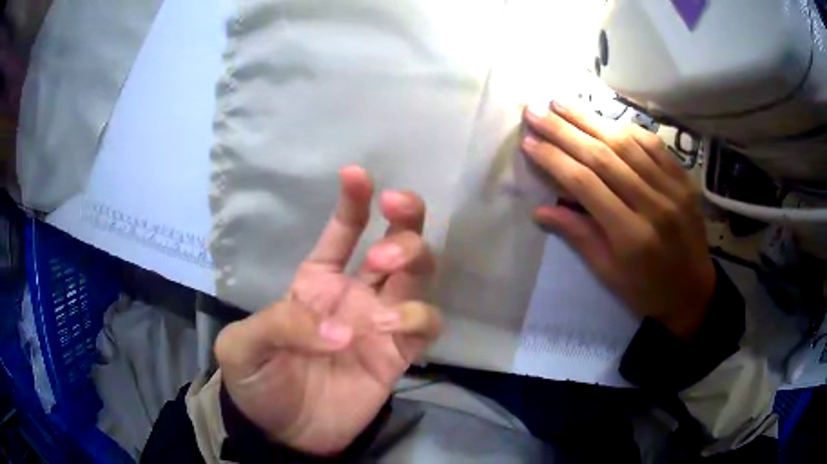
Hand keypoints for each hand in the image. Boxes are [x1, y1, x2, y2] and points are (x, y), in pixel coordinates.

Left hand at [214, 166, 440, 454]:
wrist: (283, 433)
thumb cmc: (258, 382)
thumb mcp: (243, 346)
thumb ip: (279, 324)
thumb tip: (340, 331)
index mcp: (316, 282)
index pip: (342, 231)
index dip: (353, 202)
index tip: (357, 176)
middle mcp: (355, 295)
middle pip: (397, 242)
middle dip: (402, 224)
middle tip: (383, 242)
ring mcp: (381, 323)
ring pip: (418, 275)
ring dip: (412, 262)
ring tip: (384, 274)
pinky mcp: (399, 354)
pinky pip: (426, 324)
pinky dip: (417, 317)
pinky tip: (390, 325)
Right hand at [522, 102, 715, 339]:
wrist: (694, 292)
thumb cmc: (647, 291)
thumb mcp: (609, 274)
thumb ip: (579, 236)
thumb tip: (540, 210)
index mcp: (631, 236)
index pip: (586, 185)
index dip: (554, 160)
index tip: (528, 142)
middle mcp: (653, 205)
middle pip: (603, 156)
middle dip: (564, 130)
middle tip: (535, 110)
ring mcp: (673, 188)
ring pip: (626, 144)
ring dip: (590, 119)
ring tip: (561, 103)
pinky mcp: (684, 179)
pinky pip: (653, 145)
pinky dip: (626, 128)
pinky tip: (604, 118)